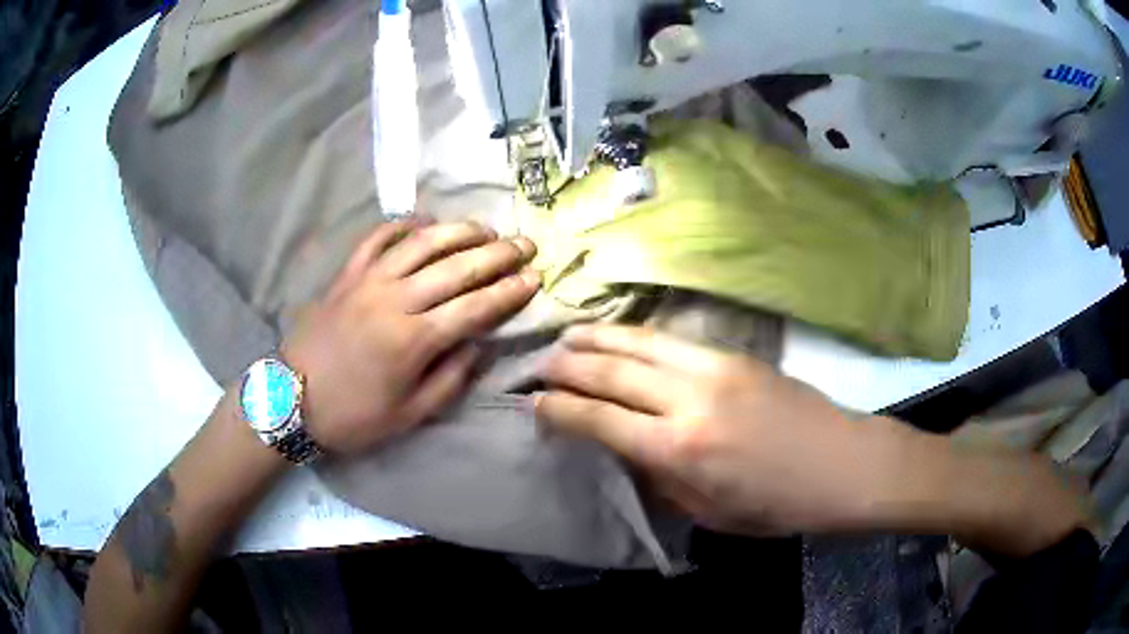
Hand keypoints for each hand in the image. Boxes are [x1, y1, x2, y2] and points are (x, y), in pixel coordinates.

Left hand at [283, 218, 540, 453]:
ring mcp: (368, 281)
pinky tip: (424, 221)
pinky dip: (403, 225)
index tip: (535, 278)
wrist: (291, 399)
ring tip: (486, 228)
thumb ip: (450, 379)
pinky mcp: (347, 274)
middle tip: (525, 244)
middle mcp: (395, 300)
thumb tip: (478, 345)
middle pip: (456, 267)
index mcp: (413, 340)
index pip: (474, 307)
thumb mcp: (408, 415)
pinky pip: (378, 238)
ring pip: (422, 243)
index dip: (509, 291)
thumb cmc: (353, 415)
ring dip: (459, 230)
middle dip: (497, 254)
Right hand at [535, 324, 900, 534]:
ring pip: (640, 342)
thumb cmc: (777, 505)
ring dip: (598, 337)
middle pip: (611, 370)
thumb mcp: (708, 511)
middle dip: (568, 366)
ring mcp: (715, 367)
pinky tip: (623, 337)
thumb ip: (660, 476)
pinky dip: (637, 336)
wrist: (843, 464)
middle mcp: (689, 398)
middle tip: (541, 364)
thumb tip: (625, 449)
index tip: (536, 404)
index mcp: (679, 449)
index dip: (560, 410)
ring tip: (568, 335)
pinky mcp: (735, 354)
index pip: (599, 419)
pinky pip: (672, 340)